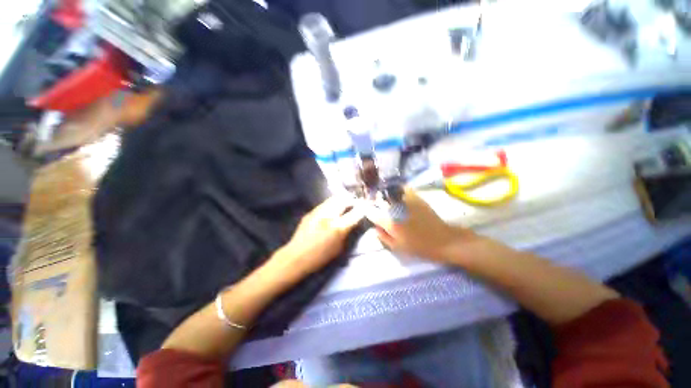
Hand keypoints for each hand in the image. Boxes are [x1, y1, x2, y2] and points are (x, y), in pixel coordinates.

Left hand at [281, 196, 364, 275]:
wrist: (296, 257)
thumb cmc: (320, 257)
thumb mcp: (339, 248)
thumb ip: (347, 232)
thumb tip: (353, 222)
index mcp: (337, 227)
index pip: (355, 213)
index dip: (363, 208)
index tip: (367, 206)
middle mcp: (328, 215)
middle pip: (344, 200)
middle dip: (352, 200)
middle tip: (356, 203)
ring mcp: (318, 211)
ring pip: (334, 199)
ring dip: (342, 200)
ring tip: (346, 203)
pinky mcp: (311, 211)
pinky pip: (325, 203)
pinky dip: (332, 203)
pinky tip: (333, 208)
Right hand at [366, 187, 475, 262]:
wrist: (443, 240)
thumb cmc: (419, 247)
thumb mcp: (398, 247)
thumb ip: (383, 236)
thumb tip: (374, 227)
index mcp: (391, 223)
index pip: (372, 213)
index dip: (366, 210)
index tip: (364, 209)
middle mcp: (396, 209)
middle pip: (379, 199)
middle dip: (373, 200)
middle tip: (372, 202)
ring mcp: (407, 201)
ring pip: (390, 192)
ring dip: (384, 193)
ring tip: (382, 196)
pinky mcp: (416, 197)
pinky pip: (403, 189)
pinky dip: (397, 189)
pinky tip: (397, 193)